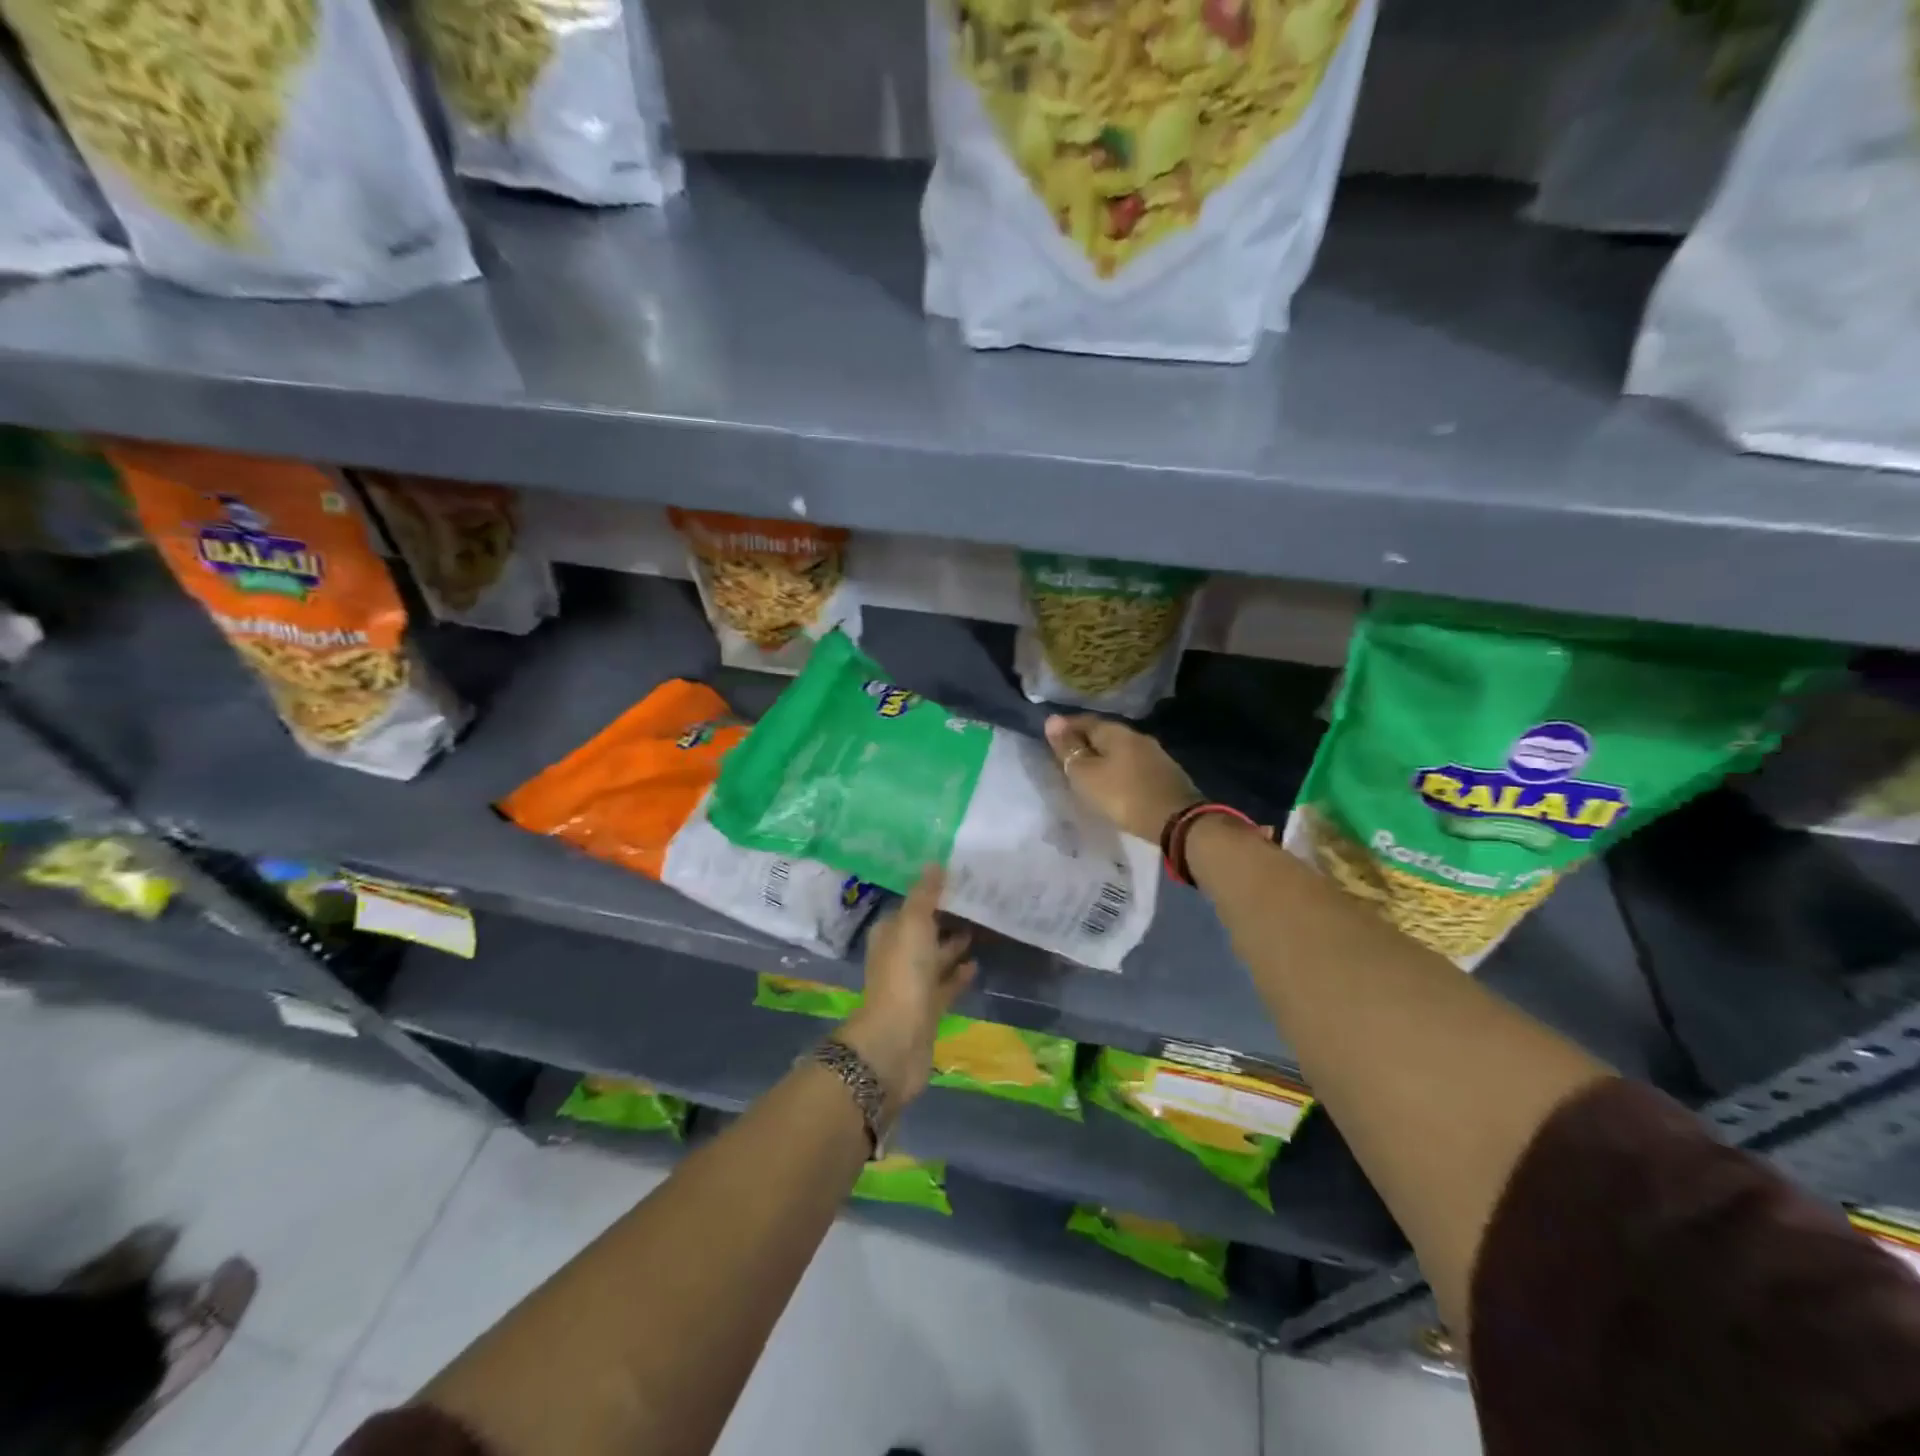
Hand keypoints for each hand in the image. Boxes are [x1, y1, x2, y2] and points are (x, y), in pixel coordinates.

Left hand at [839, 868, 974, 1110]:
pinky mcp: (928, 1009)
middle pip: (924, 931)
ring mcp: (912, 984)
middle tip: (978, 901)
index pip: (911, 906)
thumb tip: (935, 863)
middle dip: (946, 918)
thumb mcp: (913, 924)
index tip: (960, 879)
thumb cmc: (903, 974)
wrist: (898, 1040)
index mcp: (889, 933)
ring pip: (936, 958)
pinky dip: (959, 974)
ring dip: (954, 945)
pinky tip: (977, 965)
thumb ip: (925, 894)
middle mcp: (897, 955)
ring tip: (983, 928)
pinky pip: (946, 984)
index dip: (932, 893)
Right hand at [1044, 713, 1201, 842]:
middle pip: (1104, 734)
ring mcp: (1154, 754)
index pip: (1084, 721)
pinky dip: (1118, 770)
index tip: (1050, 739)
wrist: (1176, 821)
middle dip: (1085, 742)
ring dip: (1103, 758)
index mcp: (1116, 732)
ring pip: (1120, 750)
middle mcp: (1137, 736)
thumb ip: (1068, 749)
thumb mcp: (1086, 774)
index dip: (1065, 728)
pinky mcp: (1165, 774)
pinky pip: (1133, 765)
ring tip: (1088, 772)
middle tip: (1066, 757)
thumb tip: (1052, 721)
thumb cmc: (1122, 795)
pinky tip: (1114, 782)